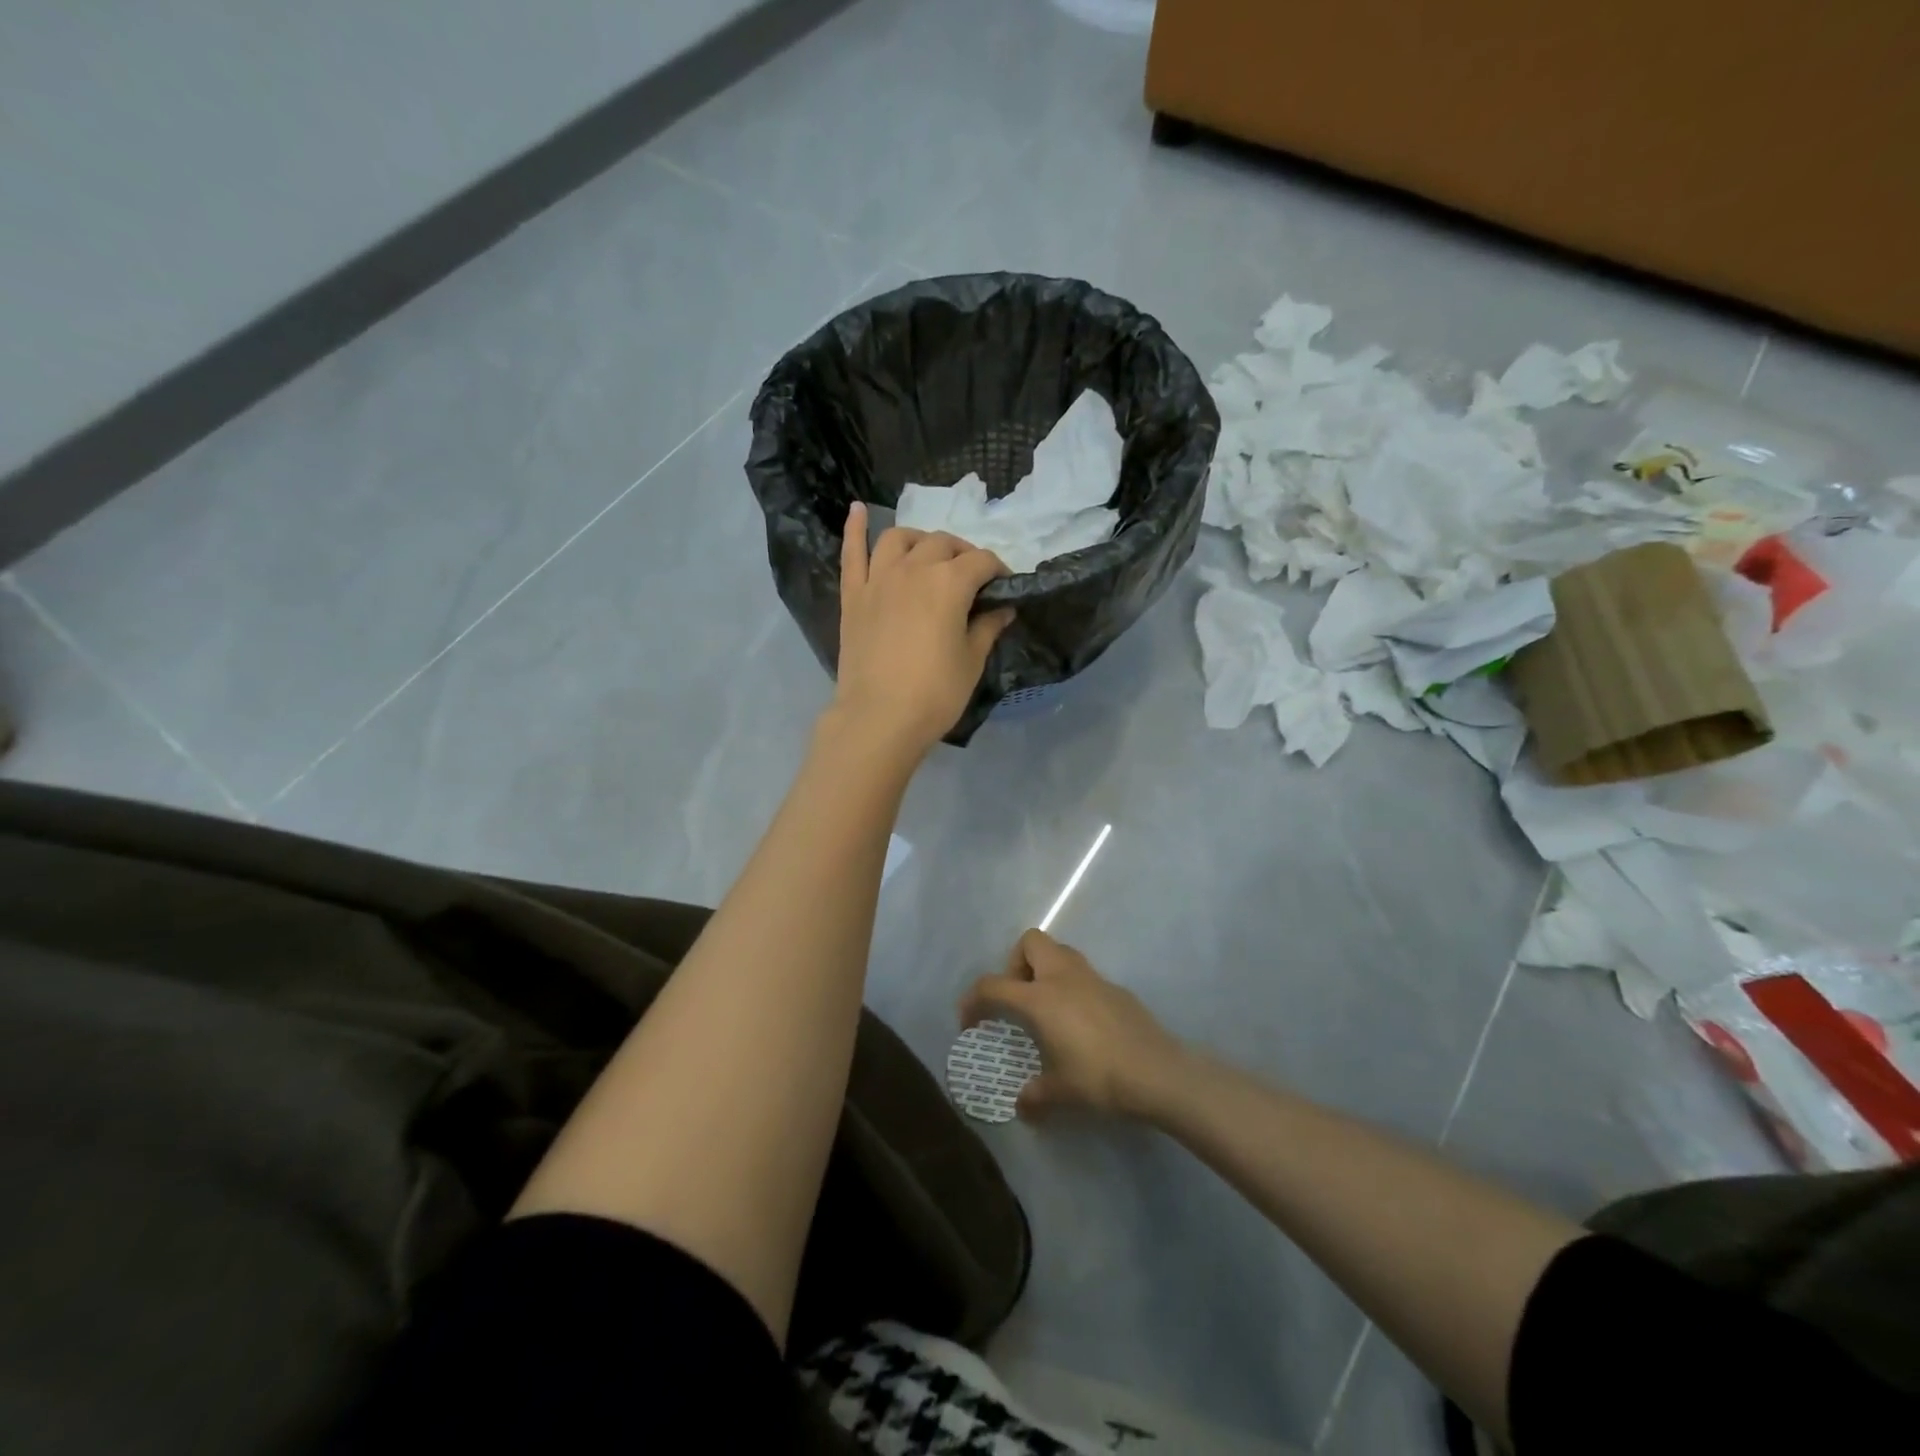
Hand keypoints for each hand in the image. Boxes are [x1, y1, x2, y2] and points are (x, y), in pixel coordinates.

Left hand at [830, 503, 1013, 760]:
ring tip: (929, 554)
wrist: (879, 718)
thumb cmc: (934, 694)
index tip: (1004, 587)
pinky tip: (858, 510)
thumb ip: (987, 627)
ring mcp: (878, 579)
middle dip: (963, 554)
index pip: (981, 562)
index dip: (998, 570)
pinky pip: (852, 553)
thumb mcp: (972, 661)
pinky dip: (855, 528)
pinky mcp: (853, 596)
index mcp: (948, 583)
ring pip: (900, 539)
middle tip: (971, 578)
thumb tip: (1003, 608)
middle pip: (942, 544)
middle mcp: (913, 569)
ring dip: (920, 540)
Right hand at [959, 930, 1187, 1119]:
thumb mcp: (1061, 1093)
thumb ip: (1036, 1095)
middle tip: (1018, 998)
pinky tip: (1081, 1023)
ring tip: (1047, 1008)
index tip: (969, 1020)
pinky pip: (1084, 975)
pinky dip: (1073, 987)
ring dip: (1046, 970)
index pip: (993, 984)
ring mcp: (1093, 978)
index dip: (973, 999)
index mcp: (1040, 998)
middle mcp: (1063, 977)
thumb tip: (1022, 1105)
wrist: (1157, 1072)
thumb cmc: (1100, 1078)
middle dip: (1016, 963)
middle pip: (1030, 942)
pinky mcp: (1116, 988)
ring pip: (1060, 952)